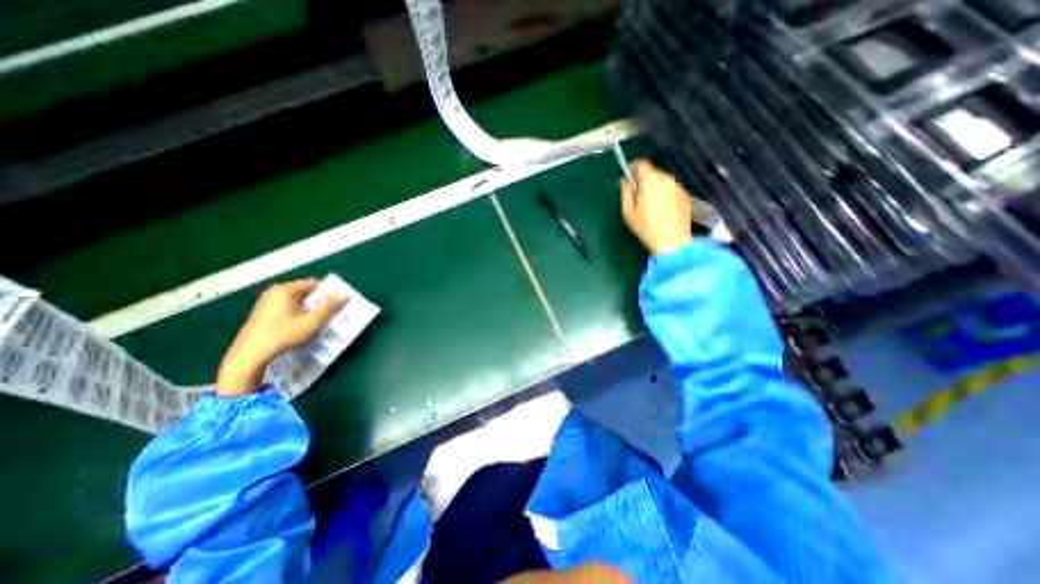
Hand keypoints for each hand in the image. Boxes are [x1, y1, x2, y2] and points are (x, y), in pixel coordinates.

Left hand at [216, 279, 346, 396]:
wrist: (249, 355)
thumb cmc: (283, 335)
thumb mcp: (312, 322)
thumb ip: (329, 307)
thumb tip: (345, 295)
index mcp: (286, 290)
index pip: (314, 284)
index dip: (328, 292)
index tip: (338, 302)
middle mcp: (274, 292)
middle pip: (305, 291)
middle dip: (319, 300)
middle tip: (332, 311)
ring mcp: (266, 302)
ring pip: (296, 300)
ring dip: (309, 307)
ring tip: (320, 319)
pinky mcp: (262, 312)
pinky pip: (287, 306)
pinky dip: (298, 312)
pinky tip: (303, 324)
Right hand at [620, 162, 693, 256]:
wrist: (672, 242)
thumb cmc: (646, 227)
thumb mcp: (628, 212)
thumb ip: (625, 192)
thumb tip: (625, 182)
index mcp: (650, 181)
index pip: (642, 164)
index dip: (633, 167)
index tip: (629, 173)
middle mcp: (666, 179)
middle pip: (653, 172)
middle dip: (644, 180)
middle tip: (638, 194)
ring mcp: (678, 187)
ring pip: (663, 181)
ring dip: (655, 187)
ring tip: (650, 204)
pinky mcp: (686, 196)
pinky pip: (671, 190)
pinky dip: (665, 195)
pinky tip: (662, 210)